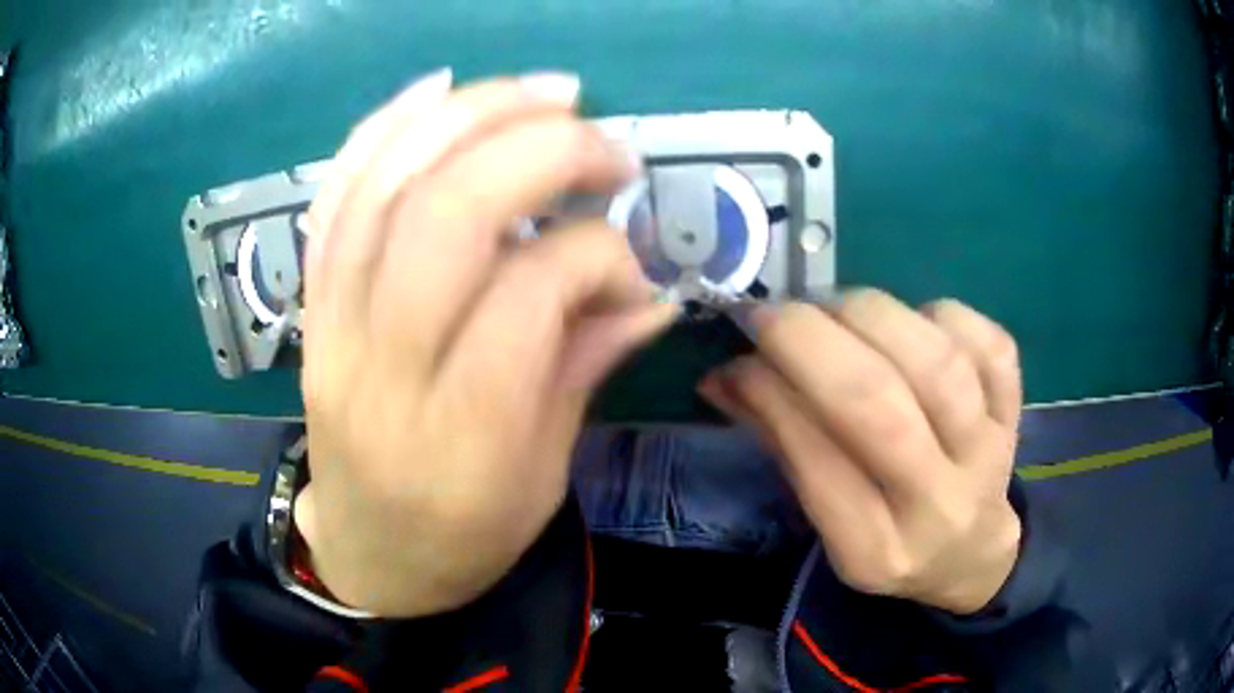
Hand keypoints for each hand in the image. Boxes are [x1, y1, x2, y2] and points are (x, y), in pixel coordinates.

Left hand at [293, 70, 675, 616]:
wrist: (368, 552)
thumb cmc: (463, 536)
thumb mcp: (543, 477)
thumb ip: (585, 367)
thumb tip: (650, 288)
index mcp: (461, 433)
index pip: (528, 293)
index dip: (595, 253)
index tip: (631, 266)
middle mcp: (384, 366)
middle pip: (448, 214)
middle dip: (537, 149)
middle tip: (601, 139)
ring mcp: (333, 326)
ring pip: (386, 185)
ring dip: (468, 114)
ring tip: (538, 91)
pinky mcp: (313, 305)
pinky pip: (334, 199)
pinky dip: (382, 128)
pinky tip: (436, 88)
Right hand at [700, 291, 1021, 613]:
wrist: (971, 550)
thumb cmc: (889, 541)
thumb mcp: (830, 522)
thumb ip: (785, 445)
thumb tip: (724, 375)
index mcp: (876, 550)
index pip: (819, 462)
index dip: (773, 392)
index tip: (737, 352)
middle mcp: (938, 507)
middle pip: (882, 406)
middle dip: (813, 342)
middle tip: (773, 313)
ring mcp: (988, 455)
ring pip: (938, 364)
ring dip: (872, 316)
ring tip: (835, 308)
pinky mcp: (1015, 413)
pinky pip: (990, 345)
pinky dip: (943, 315)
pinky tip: (913, 322)